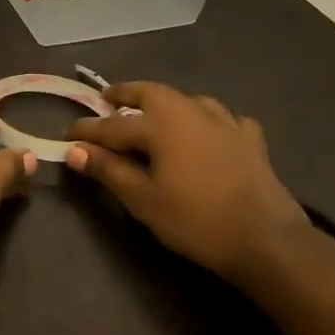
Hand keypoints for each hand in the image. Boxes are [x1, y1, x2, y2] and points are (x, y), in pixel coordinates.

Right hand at [64, 83, 310, 282]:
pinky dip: (209, 120)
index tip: (67, 136)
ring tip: (154, 115)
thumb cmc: (196, 220)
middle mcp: (191, 113)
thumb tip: (75, 151)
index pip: (112, 125)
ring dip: (167, 103)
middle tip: (107, 100)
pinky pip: (225, 119)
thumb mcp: (143, 200)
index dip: (87, 130)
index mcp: (162, 125)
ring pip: (189, 100)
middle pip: (152, 93)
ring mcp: (226, 124)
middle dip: (126, 94)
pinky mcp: (251, 141)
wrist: (266, 241)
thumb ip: (108, 171)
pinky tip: (209, 132)